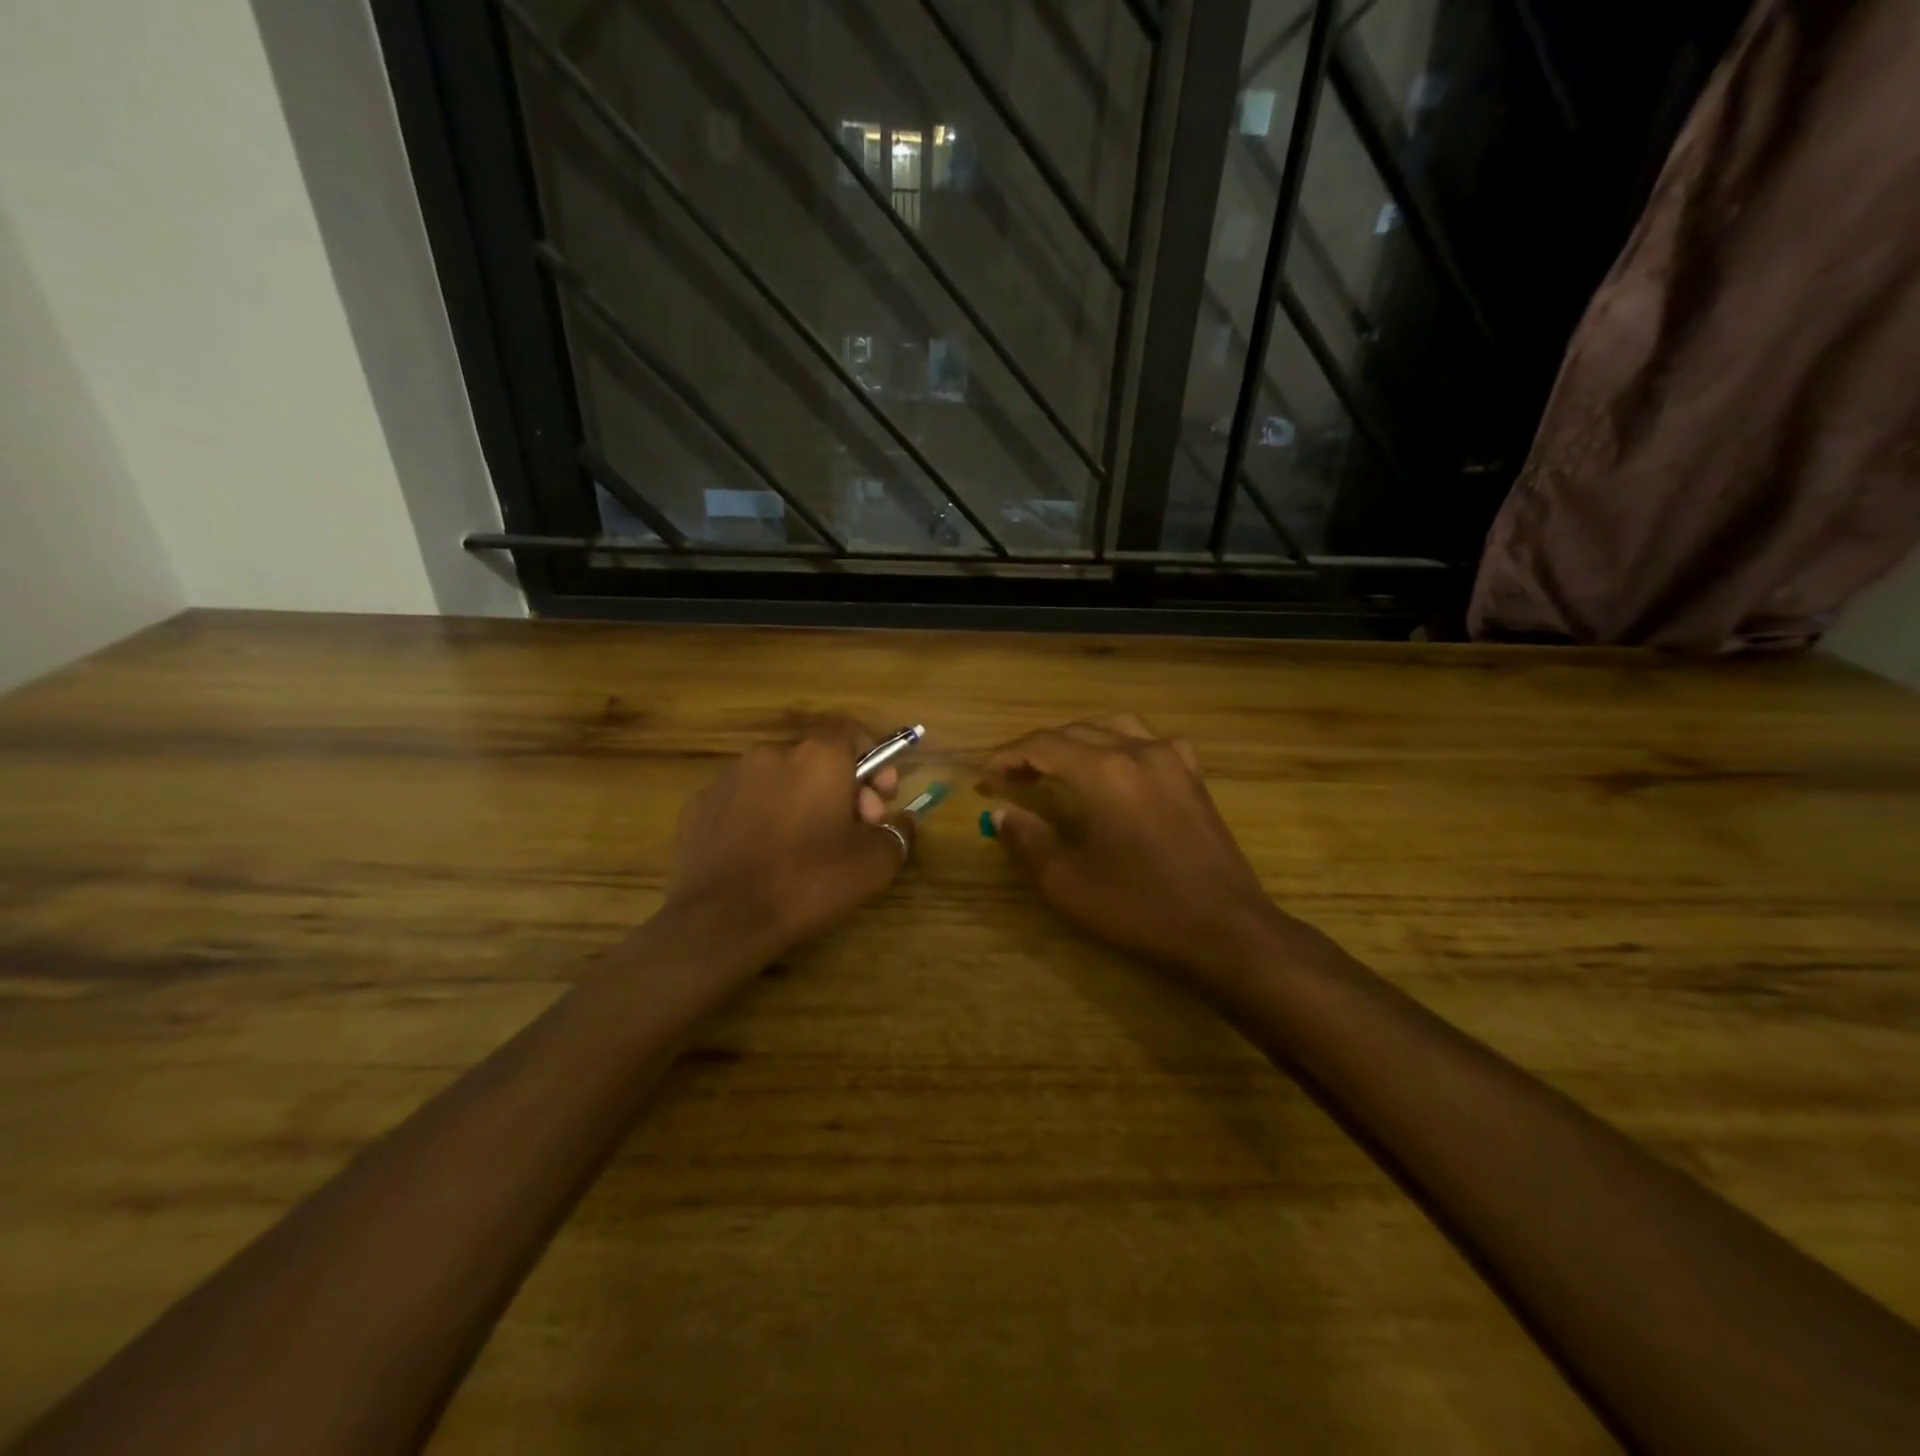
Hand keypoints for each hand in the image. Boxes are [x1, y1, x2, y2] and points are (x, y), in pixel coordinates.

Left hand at [660, 717, 914, 965]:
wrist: (719, 920)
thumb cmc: (806, 883)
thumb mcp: (872, 865)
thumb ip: (897, 833)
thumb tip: (902, 821)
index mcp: (817, 758)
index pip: (852, 731)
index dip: (874, 760)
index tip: (881, 798)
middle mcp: (771, 754)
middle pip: (817, 757)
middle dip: (841, 787)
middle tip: (850, 831)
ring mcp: (729, 777)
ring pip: (780, 778)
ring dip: (801, 800)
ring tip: (804, 847)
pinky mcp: (700, 804)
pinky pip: (745, 799)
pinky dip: (762, 816)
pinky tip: (764, 855)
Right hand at [979, 715, 1288, 986]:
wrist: (1225, 929)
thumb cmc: (1140, 908)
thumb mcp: (1068, 881)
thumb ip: (1027, 840)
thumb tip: (1000, 813)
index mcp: (1103, 772)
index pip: (1043, 745)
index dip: (1009, 755)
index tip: (986, 774)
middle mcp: (1137, 751)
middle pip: (1076, 731)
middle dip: (1038, 748)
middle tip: (1012, 775)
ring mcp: (1172, 759)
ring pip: (1113, 727)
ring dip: (1079, 740)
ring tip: (1058, 764)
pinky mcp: (1193, 776)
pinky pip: (1151, 741)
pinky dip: (1122, 744)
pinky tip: (1119, 766)